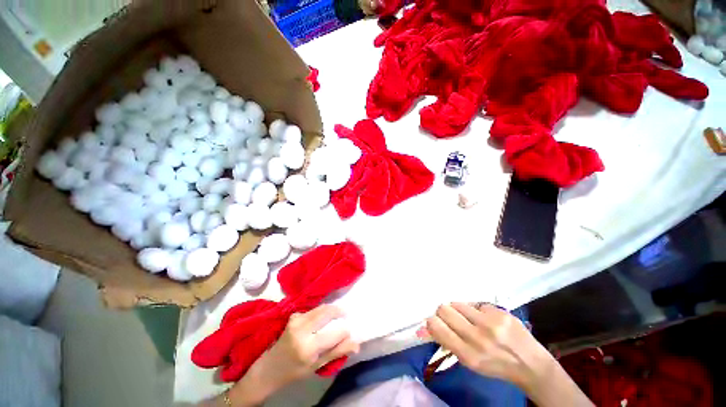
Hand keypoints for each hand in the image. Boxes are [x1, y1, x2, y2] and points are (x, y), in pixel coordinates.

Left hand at [255, 304, 359, 387]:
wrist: (270, 368)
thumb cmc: (295, 371)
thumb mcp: (317, 366)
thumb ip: (337, 352)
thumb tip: (356, 345)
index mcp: (308, 348)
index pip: (334, 333)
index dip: (344, 331)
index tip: (348, 332)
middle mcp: (302, 330)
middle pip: (326, 312)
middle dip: (339, 311)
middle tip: (345, 315)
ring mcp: (296, 321)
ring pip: (320, 308)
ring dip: (330, 310)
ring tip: (336, 316)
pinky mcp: (293, 316)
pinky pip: (312, 309)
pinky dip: (320, 311)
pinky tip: (321, 318)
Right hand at [426, 303, 550, 390]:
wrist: (530, 364)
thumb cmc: (495, 365)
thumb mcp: (471, 363)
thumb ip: (449, 342)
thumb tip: (428, 324)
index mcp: (467, 355)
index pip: (436, 327)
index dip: (432, 321)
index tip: (435, 321)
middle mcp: (477, 337)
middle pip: (444, 309)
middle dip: (444, 312)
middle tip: (451, 317)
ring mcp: (490, 323)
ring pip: (458, 303)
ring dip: (459, 310)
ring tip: (470, 318)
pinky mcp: (499, 312)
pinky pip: (476, 304)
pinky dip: (477, 311)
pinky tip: (486, 319)